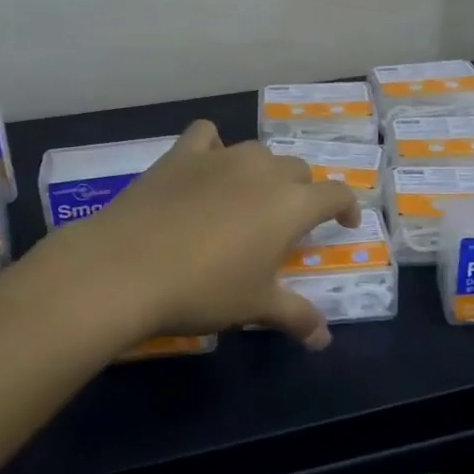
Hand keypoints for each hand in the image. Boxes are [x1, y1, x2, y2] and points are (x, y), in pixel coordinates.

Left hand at [55, 120, 359, 348]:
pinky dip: (214, 146)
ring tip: (249, 199)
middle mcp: (262, 170)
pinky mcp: (181, 154)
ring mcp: (221, 157)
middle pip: (297, 170)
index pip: (336, 193)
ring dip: (263, 172)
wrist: (126, 269)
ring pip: (257, 153)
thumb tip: (324, 339)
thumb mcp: (255, 306)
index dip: (346, 206)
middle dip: (302, 192)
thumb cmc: (204, 290)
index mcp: (291, 204)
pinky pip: (207, 135)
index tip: (345, 223)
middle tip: (288, 224)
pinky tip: (207, 166)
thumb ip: (297, 316)